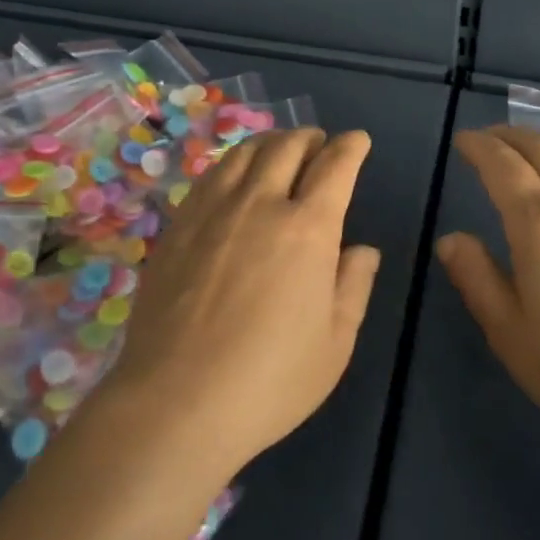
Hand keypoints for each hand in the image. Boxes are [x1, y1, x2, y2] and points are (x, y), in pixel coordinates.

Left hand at [99, 129, 381, 471]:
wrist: (176, 401)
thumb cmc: (269, 380)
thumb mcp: (335, 344)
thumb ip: (354, 287)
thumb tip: (362, 250)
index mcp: (307, 228)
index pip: (335, 166)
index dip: (351, 147)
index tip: (358, 140)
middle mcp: (261, 203)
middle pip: (288, 146)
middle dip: (310, 138)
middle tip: (319, 144)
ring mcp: (214, 209)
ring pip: (246, 152)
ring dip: (271, 142)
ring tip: (279, 151)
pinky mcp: (179, 224)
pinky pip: (211, 174)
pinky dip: (234, 163)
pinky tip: (235, 177)